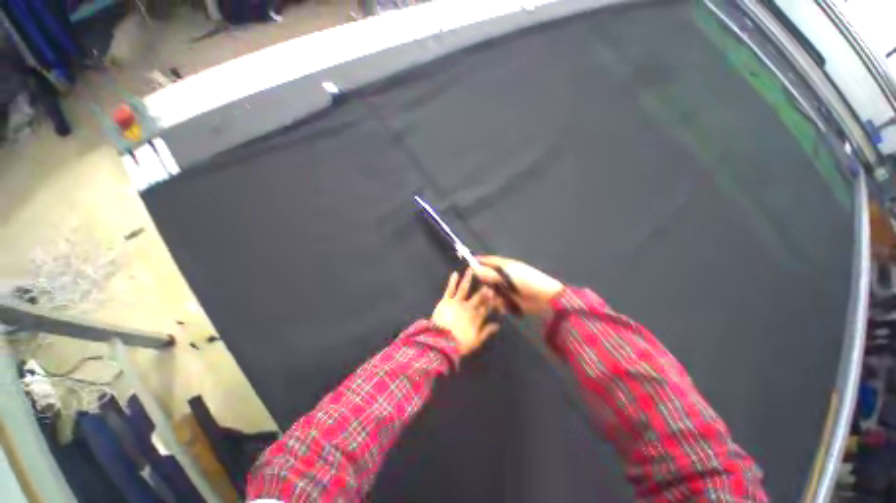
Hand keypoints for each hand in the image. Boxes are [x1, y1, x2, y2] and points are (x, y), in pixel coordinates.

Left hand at [431, 269, 500, 355]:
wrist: (441, 341)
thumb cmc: (459, 343)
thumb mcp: (476, 341)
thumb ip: (487, 331)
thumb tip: (497, 325)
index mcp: (476, 317)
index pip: (486, 307)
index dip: (492, 300)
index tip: (497, 294)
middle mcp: (468, 307)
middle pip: (478, 296)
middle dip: (484, 289)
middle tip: (488, 280)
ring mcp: (457, 302)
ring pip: (464, 288)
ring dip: (468, 279)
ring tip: (471, 269)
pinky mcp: (445, 301)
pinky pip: (450, 289)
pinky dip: (453, 281)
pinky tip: (455, 273)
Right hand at [472, 256, 564, 314]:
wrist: (545, 297)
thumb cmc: (526, 280)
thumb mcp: (506, 274)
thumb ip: (489, 273)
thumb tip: (473, 269)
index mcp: (504, 266)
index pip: (488, 261)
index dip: (478, 262)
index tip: (467, 265)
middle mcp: (503, 277)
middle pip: (487, 279)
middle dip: (483, 284)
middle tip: (482, 289)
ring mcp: (507, 289)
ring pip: (491, 292)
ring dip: (491, 296)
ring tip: (495, 299)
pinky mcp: (510, 301)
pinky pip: (498, 302)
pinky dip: (499, 304)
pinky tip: (503, 306)